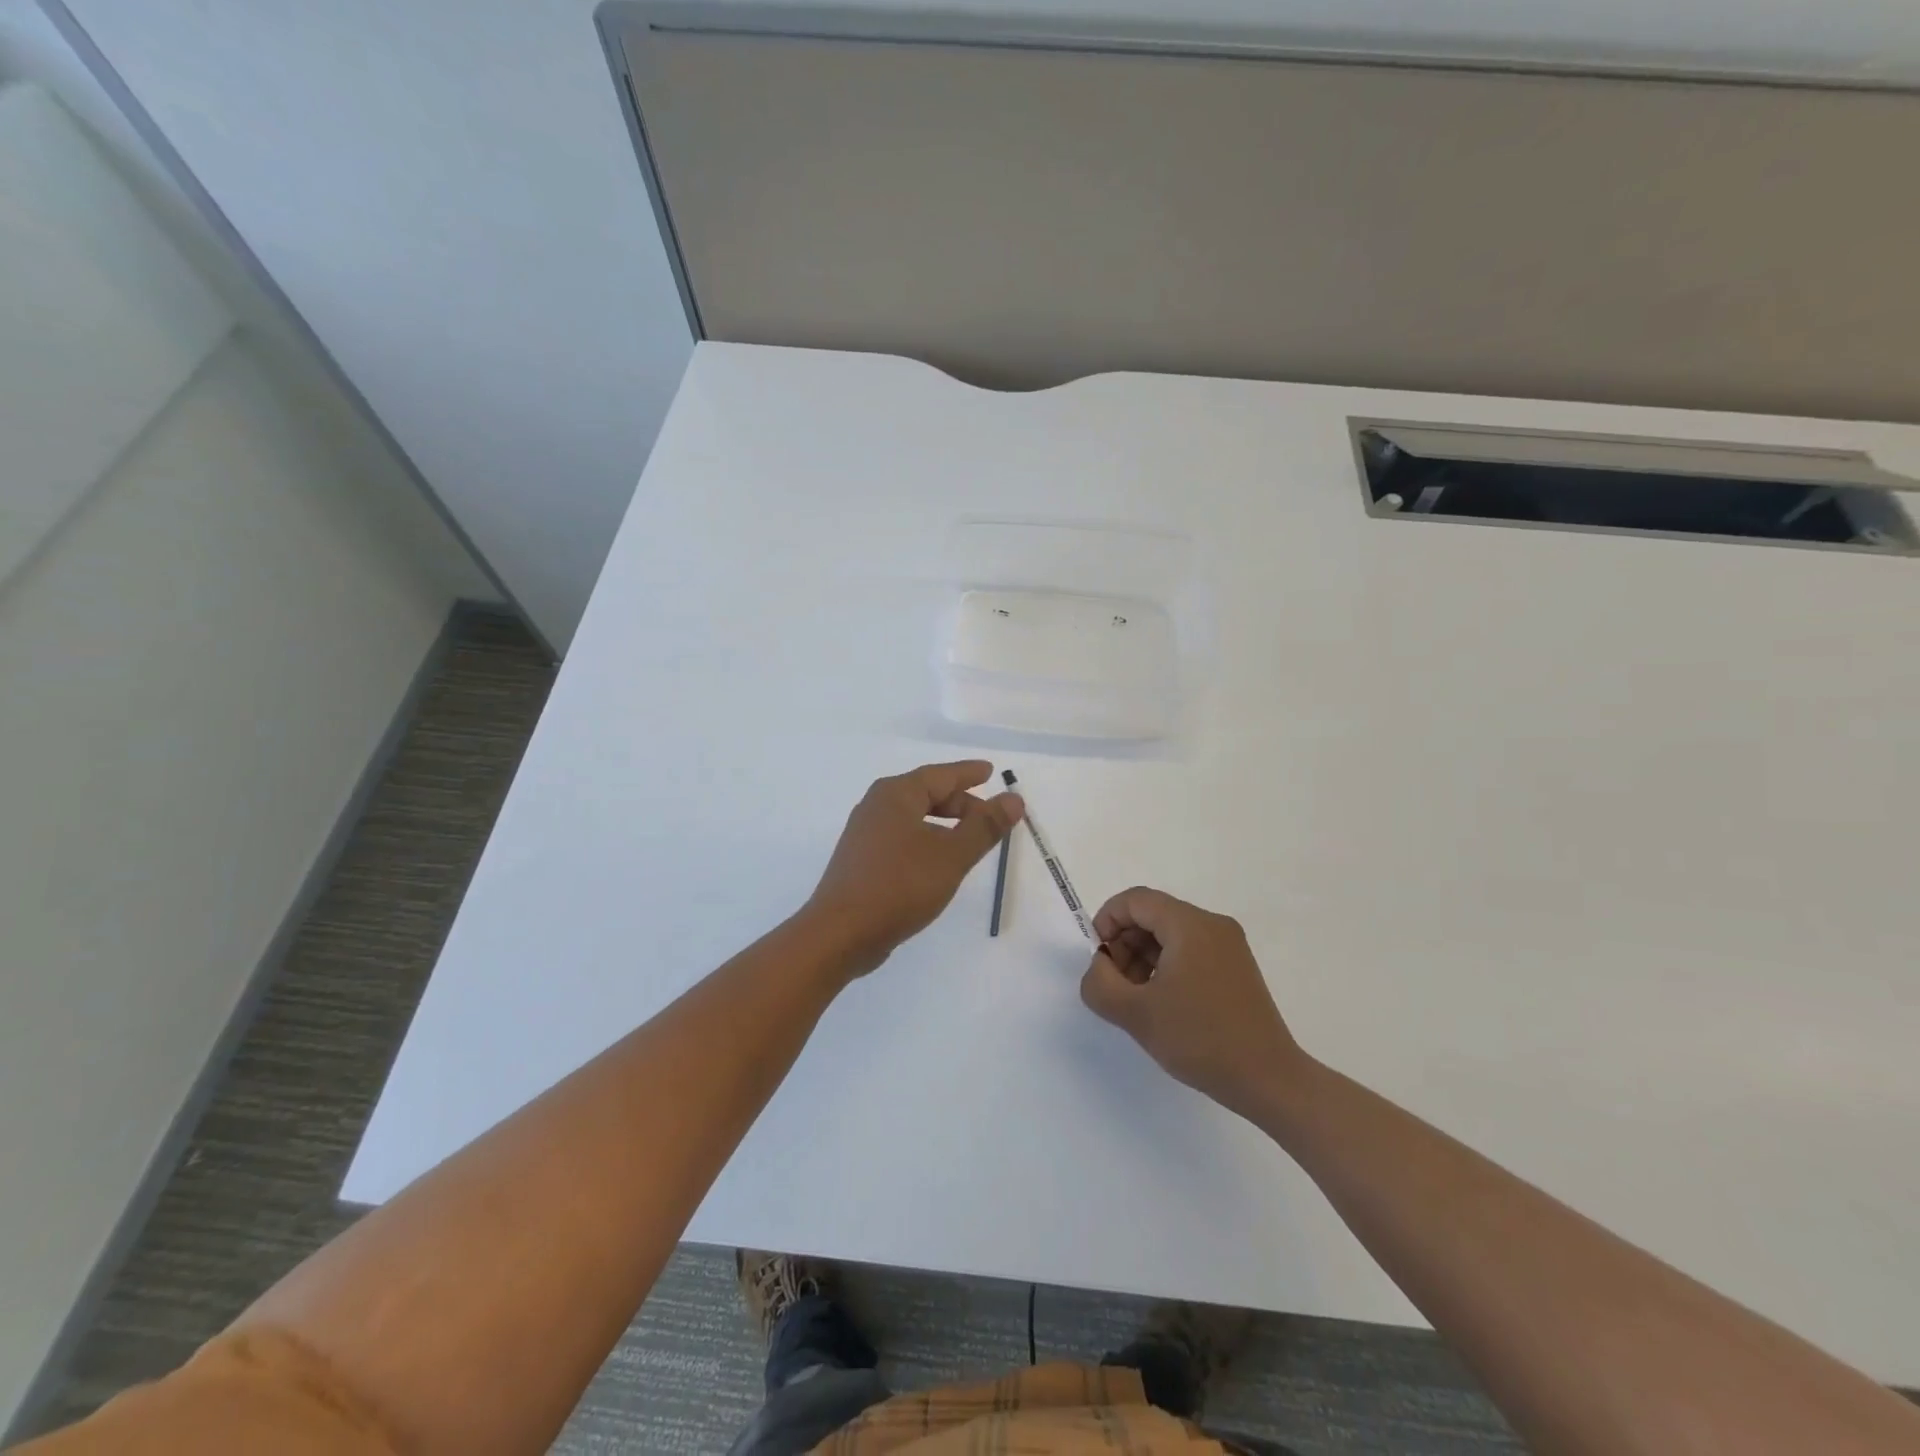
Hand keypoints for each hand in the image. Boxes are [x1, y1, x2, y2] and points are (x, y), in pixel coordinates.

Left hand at [806, 761, 1023, 975]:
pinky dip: (926, 840)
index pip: (941, 775)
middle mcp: (877, 806)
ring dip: (944, 824)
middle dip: (960, 803)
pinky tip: (938, 862)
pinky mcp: (861, 861)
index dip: (968, 774)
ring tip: (969, 840)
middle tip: (990, 817)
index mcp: (896, 794)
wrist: (840, 933)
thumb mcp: (951, 855)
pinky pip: (902, 838)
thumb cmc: (900, 886)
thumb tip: (1013, 799)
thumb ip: (984, 827)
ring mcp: (865, 834)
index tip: (990, 771)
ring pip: (914, 818)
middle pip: (926, 794)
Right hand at [1080, 887, 1308, 1119]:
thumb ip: (1100, 983)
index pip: (1135, 900)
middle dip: (1125, 943)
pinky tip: (1163, 1003)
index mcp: (1189, 925)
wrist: (1269, 1080)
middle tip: (1115, 984)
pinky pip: (1190, 950)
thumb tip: (1100, 967)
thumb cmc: (1200, 1039)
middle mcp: (1212, 924)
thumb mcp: (1135, 1014)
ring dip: (1143, 957)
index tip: (1098, 959)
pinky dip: (1167, 966)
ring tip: (1138, 999)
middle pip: (1153, 914)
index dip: (1107, 921)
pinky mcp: (1237, 967)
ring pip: (1170, 934)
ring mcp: (1229, 945)